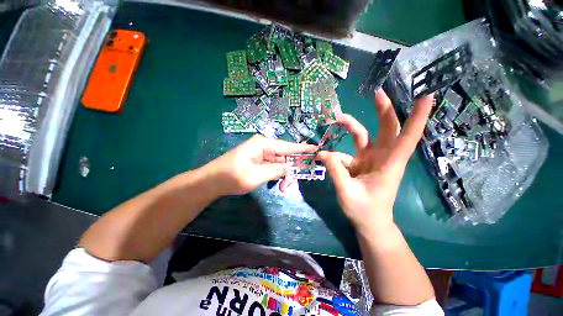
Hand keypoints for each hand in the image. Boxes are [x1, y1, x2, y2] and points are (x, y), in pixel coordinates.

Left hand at [201, 134, 316, 195]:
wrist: (211, 181)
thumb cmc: (232, 177)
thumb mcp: (257, 176)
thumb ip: (276, 170)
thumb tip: (289, 167)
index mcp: (263, 144)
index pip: (288, 146)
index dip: (302, 149)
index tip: (316, 148)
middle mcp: (263, 146)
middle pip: (284, 156)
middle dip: (290, 170)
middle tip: (289, 185)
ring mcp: (260, 153)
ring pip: (278, 163)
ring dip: (282, 175)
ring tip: (282, 188)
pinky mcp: (257, 159)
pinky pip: (271, 166)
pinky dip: (275, 175)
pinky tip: (276, 184)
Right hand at [318, 90, 432, 232]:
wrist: (369, 223)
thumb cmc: (364, 211)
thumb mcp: (347, 193)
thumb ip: (336, 172)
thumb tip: (323, 153)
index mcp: (389, 165)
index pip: (407, 138)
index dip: (418, 117)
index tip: (427, 94)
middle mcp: (383, 158)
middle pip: (388, 129)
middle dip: (384, 109)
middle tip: (376, 92)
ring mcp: (371, 159)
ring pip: (365, 135)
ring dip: (352, 125)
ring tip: (337, 119)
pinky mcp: (360, 162)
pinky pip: (347, 151)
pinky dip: (335, 153)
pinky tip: (323, 157)